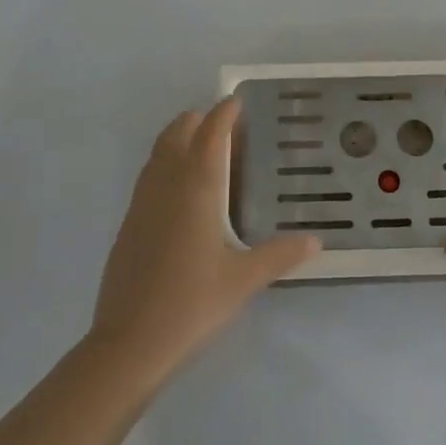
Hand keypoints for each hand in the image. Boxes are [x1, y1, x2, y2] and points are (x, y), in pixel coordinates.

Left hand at [91, 100, 317, 372]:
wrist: (129, 343)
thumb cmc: (192, 303)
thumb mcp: (243, 280)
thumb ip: (280, 255)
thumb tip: (316, 241)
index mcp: (197, 189)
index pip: (210, 135)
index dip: (223, 114)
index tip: (237, 101)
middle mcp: (167, 185)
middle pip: (178, 133)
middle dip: (198, 119)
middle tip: (223, 123)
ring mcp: (142, 203)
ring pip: (158, 152)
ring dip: (178, 137)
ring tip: (201, 144)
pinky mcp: (129, 223)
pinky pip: (148, 175)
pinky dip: (165, 162)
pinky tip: (178, 188)